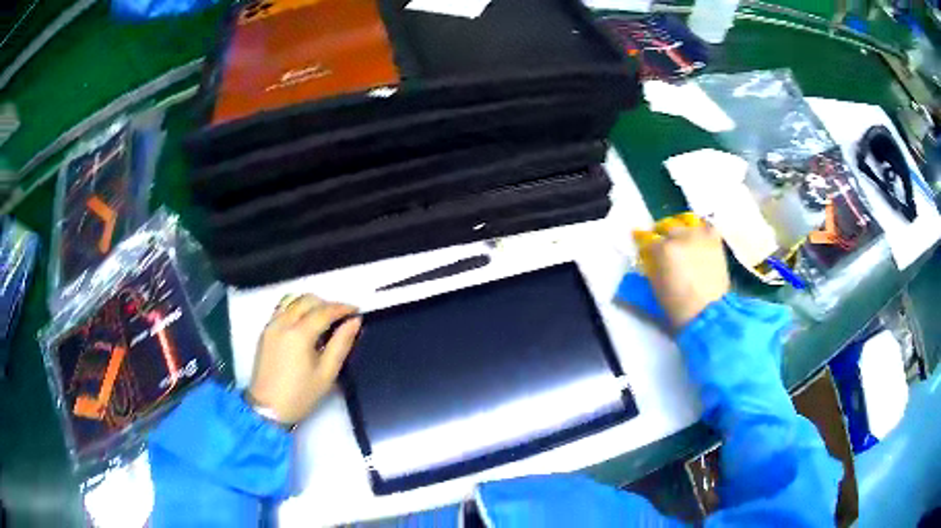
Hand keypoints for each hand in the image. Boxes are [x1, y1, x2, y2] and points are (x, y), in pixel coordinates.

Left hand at [248, 294, 361, 425]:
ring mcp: (271, 325)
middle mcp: (283, 323)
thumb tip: (354, 322)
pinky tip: (304, 324)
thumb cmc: (300, 395)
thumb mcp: (327, 373)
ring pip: (293, 300)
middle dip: (327, 304)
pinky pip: (282, 308)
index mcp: (299, 334)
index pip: (324, 311)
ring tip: (323, 319)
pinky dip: (296, 308)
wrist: (268, 409)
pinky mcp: (265, 331)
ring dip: (310, 304)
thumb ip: (341, 344)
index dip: (343, 308)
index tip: (356, 311)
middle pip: (308, 300)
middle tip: (342, 318)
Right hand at [634, 213, 730, 329]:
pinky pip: (706, 225)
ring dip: (681, 229)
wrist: (708, 313)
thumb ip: (650, 265)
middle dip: (662, 234)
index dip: (643, 242)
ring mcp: (699, 235)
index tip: (643, 246)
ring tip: (682, 238)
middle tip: (663, 245)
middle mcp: (680, 236)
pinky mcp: (714, 240)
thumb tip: (649, 256)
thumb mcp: (655, 287)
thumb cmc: (678, 306)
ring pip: (685, 222)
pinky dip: (701, 229)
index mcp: (662, 249)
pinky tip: (699, 236)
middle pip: (666, 226)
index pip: (646, 238)